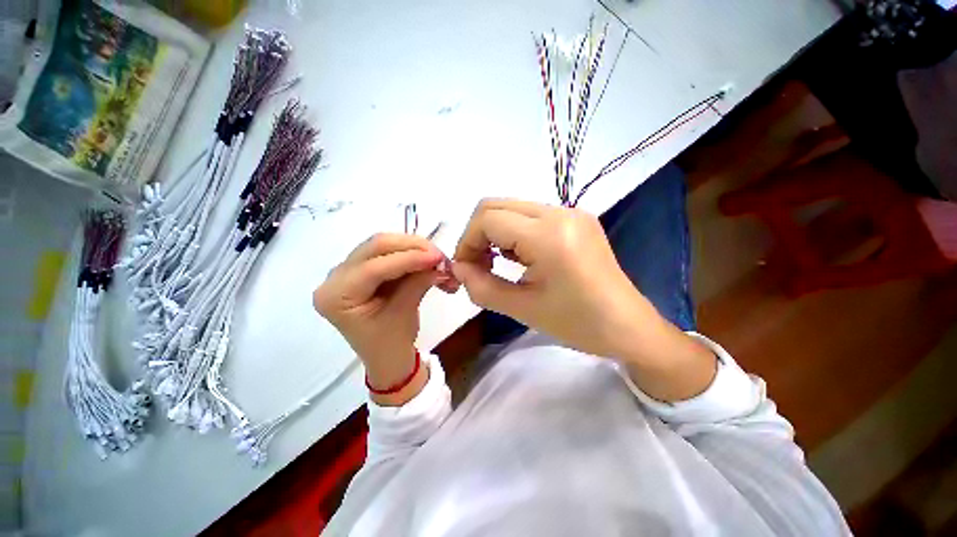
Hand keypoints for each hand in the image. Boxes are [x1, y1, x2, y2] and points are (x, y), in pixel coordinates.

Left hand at [314, 233, 456, 403]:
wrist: (387, 357)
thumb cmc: (391, 344)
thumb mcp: (404, 313)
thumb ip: (419, 281)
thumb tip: (438, 260)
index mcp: (335, 296)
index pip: (374, 267)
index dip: (409, 259)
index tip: (438, 257)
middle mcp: (334, 277)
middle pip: (375, 247)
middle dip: (412, 247)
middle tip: (439, 255)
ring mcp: (347, 270)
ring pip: (384, 246)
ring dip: (414, 249)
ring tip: (437, 260)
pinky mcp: (362, 269)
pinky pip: (388, 253)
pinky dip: (411, 255)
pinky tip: (426, 261)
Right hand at [452, 199, 714, 400]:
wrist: (628, 327)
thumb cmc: (578, 324)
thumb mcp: (523, 309)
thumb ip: (482, 287)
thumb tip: (457, 268)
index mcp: (549, 236)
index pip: (488, 219)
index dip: (467, 242)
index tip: (465, 269)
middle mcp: (560, 213)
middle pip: (497, 205)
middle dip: (478, 234)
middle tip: (477, 266)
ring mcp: (571, 212)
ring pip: (512, 208)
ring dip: (496, 233)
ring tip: (498, 264)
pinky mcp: (576, 219)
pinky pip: (531, 216)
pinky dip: (513, 232)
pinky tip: (519, 257)